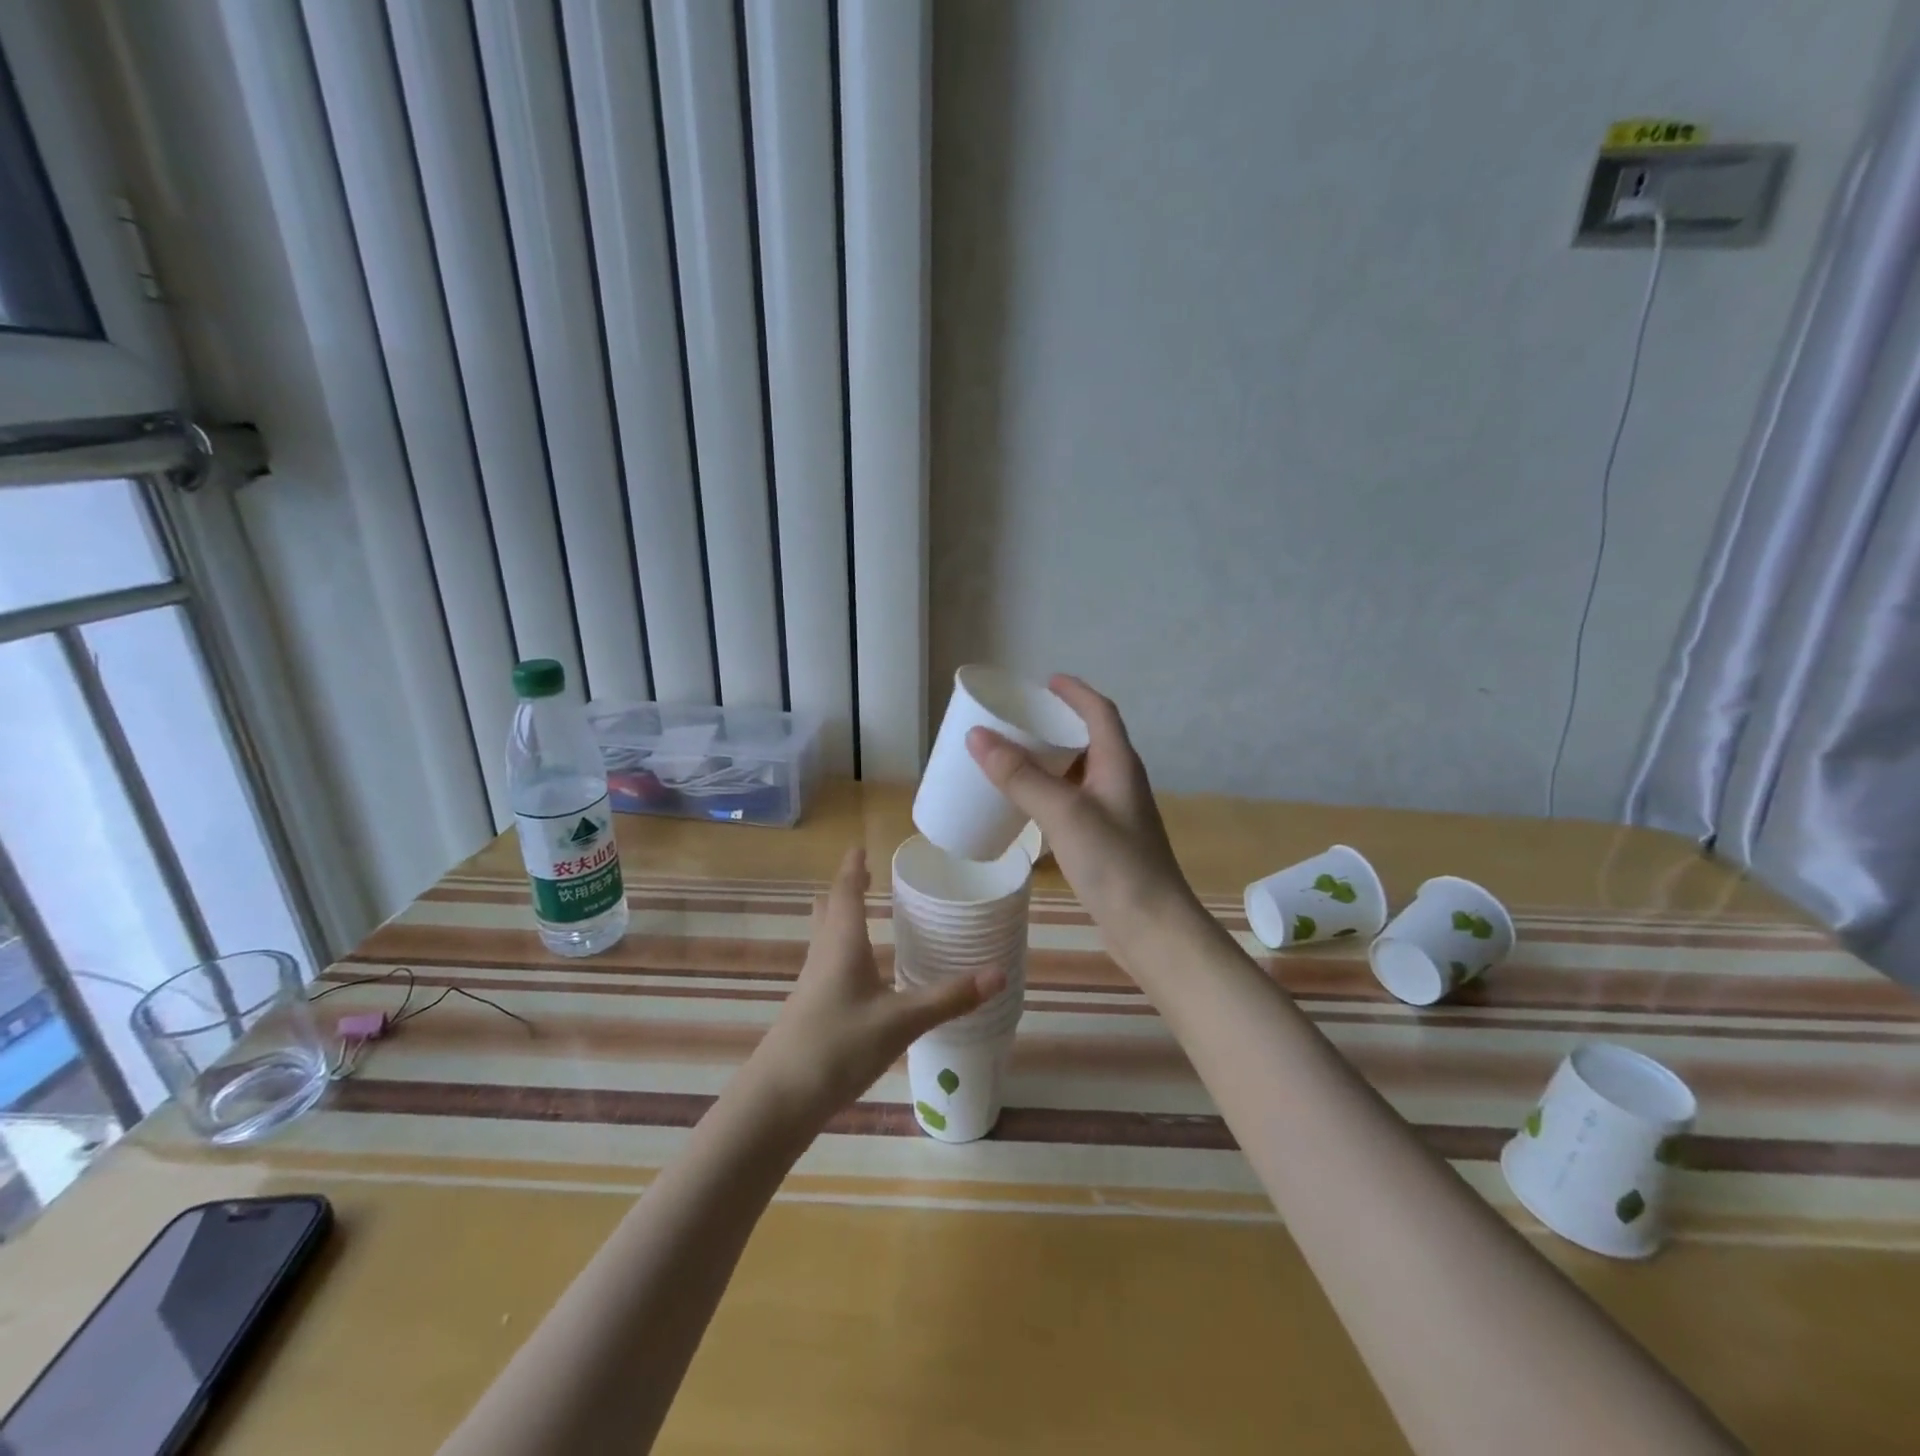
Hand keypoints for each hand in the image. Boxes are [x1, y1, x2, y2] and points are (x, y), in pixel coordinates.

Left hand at [749, 846, 1004, 1127]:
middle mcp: (823, 955)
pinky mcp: (810, 1010)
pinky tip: (860, 973)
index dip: (853, 868)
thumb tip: (999, 973)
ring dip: (841, 918)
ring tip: (865, 913)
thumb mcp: (901, 1021)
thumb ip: (949, 998)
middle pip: (829, 910)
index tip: (861, 846)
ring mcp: (812, 984)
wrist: (778, 1100)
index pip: (845, 891)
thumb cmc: (838, 1046)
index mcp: (841, 943)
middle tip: (866, 874)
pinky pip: (828, 964)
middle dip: (845, 889)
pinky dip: (843, 951)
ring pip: (826, 937)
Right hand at [967, 675, 1199, 958]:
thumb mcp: (1063, 813)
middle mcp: (1120, 782)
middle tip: (1019, 721)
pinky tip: (1027, 807)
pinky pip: (1074, 803)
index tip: (1045, 681)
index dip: (1075, 691)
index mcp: (1118, 763)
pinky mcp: (1105, 841)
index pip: (1100, 711)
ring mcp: (1115, 814)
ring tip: (1015, 758)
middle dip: (1057, 725)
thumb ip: (1020, 776)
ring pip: (1080, 774)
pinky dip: (1050, 794)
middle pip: (1089, 739)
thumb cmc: (1114, 863)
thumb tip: (977, 736)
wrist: (1151, 928)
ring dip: (1051, 761)